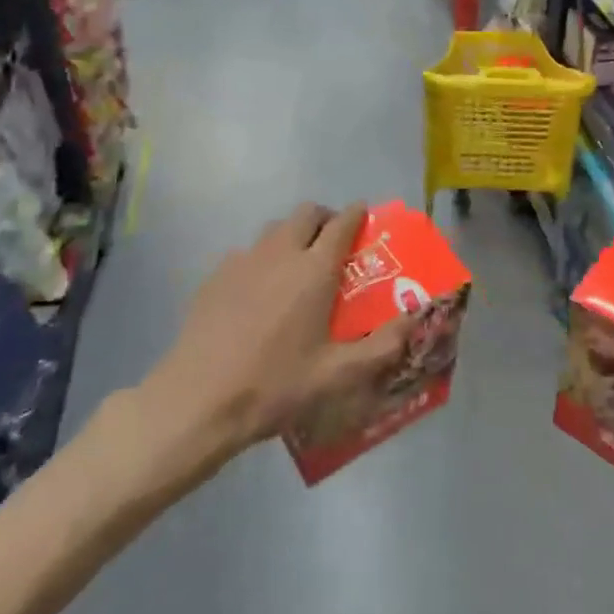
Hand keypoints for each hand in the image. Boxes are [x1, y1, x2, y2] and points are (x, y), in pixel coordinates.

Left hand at [148, 203, 410, 452]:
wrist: (198, 400)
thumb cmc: (275, 386)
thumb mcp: (338, 375)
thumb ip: (383, 346)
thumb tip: (416, 318)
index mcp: (314, 270)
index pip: (342, 222)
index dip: (357, 214)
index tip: (365, 217)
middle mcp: (280, 253)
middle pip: (306, 213)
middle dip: (325, 219)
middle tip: (334, 244)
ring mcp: (243, 261)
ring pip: (275, 229)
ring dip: (293, 235)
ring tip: (298, 266)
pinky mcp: (215, 276)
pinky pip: (247, 252)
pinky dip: (262, 258)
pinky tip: (259, 292)